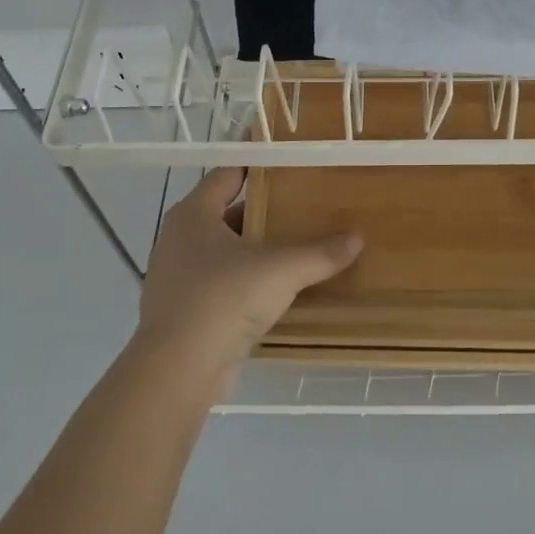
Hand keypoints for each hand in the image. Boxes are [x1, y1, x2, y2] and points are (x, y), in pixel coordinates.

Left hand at [134, 168, 362, 379]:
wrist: (179, 369)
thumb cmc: (224, 299)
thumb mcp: (281, 270)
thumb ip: (320, 253)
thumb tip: (357, 239)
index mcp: (193, 215)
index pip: (227, 174)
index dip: (257, 166)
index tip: (290, 164)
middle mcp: (179, 239)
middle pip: (226, 213)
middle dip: (263, 211)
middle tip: (302, 206)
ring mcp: (177, 277)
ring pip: (223, 251)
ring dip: (254, 249)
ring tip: (295, 246)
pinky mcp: (183, 310)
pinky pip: (220, 284)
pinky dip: (245, 282)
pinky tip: (275, 289)